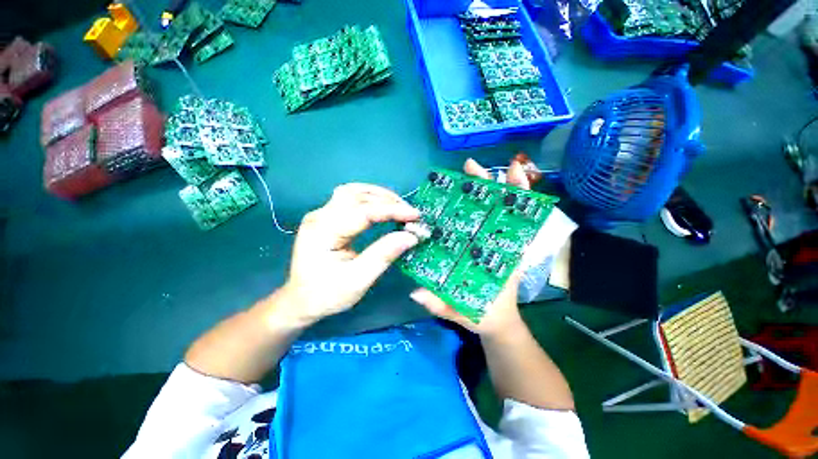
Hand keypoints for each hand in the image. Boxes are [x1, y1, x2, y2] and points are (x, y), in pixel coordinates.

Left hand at [277, 184, 420, 327]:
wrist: (300, 301)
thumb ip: (384, 255)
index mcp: (324, 232)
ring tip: (399, 207)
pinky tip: (382, 206)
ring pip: (353, 192)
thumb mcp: (358, 280)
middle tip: (409, 213)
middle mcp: (320, 216)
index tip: (415, 215)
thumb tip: (411, 236)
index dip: (392, 211)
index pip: (363, 211)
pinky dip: (369, 199)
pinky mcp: (326, 217)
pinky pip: (350, 199)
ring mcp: (321, 214)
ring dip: (378, 196)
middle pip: (356, 195)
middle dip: (387, 200)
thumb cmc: (327, 294)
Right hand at [410, 158, 531, 337]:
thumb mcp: (467, 313)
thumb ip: (443, 306)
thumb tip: (416, 293)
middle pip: (498, 209)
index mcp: (504, 256)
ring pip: (487, 211)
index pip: (517, 220)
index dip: (519, 195)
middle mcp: (498, 244)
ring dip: (479, 190)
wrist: (493, 322)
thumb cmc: (485, 315)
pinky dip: (469, 207)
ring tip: (466, 171)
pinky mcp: (476, 245)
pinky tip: (456, 197)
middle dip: (489, 185)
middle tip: (471, 167)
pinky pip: (474, 222)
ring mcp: (486, 243)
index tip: (513, 170)